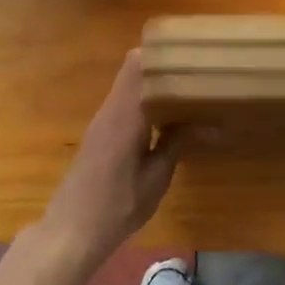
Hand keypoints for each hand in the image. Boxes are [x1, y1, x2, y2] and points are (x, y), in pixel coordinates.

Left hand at [41, 50, 184, 266]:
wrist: (71, 231)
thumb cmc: (117, 205)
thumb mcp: (156, 177)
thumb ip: (179, 143)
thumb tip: (213, 124)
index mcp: (125, 114)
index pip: (138, 64)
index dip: (162, 53)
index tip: (190, 52)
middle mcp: (111, 109)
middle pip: (133, 69)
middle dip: (163, 66)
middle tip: (196, 70)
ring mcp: (102, 121)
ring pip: (129, 86)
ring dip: (154, 84)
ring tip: (188, 88)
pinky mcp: (100, 134)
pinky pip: (124, 103)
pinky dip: (145, 101)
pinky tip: (167, 115)